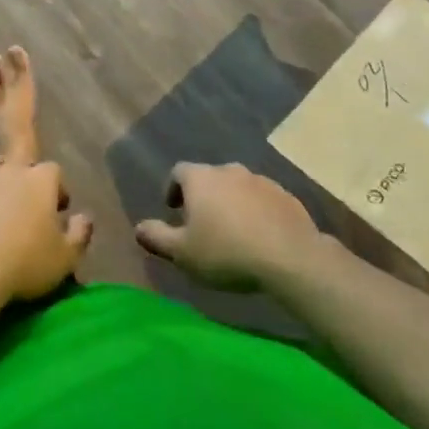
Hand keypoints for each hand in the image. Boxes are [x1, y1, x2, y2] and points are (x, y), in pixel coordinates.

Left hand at [0, 154, 91, 308]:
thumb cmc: (25, 263)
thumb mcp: (66, 259)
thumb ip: (80, 234)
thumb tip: (85, 217)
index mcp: (41, 180)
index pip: (55, 171)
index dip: (58, 188)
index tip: (58, 210)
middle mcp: (11, 169)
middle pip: (21, 160)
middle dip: (26, 176)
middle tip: (27, 203)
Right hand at [135, 162, 322, 292]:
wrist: (290, 258)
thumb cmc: (227, 252)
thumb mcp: (183, 253)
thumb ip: (157, 238)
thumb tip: (138, 228)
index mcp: (200, 178)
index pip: (178, 172)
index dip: (173, 189)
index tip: (174, 211)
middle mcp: (228, 170)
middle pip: (209, 178)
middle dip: (204, 197)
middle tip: (203, 225)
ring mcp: (260, 180)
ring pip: (238, 188)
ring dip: (232, 203)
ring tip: (233, 232)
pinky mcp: (286, 196)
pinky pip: (264, 200)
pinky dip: (257, 212)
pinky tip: (261, 236)